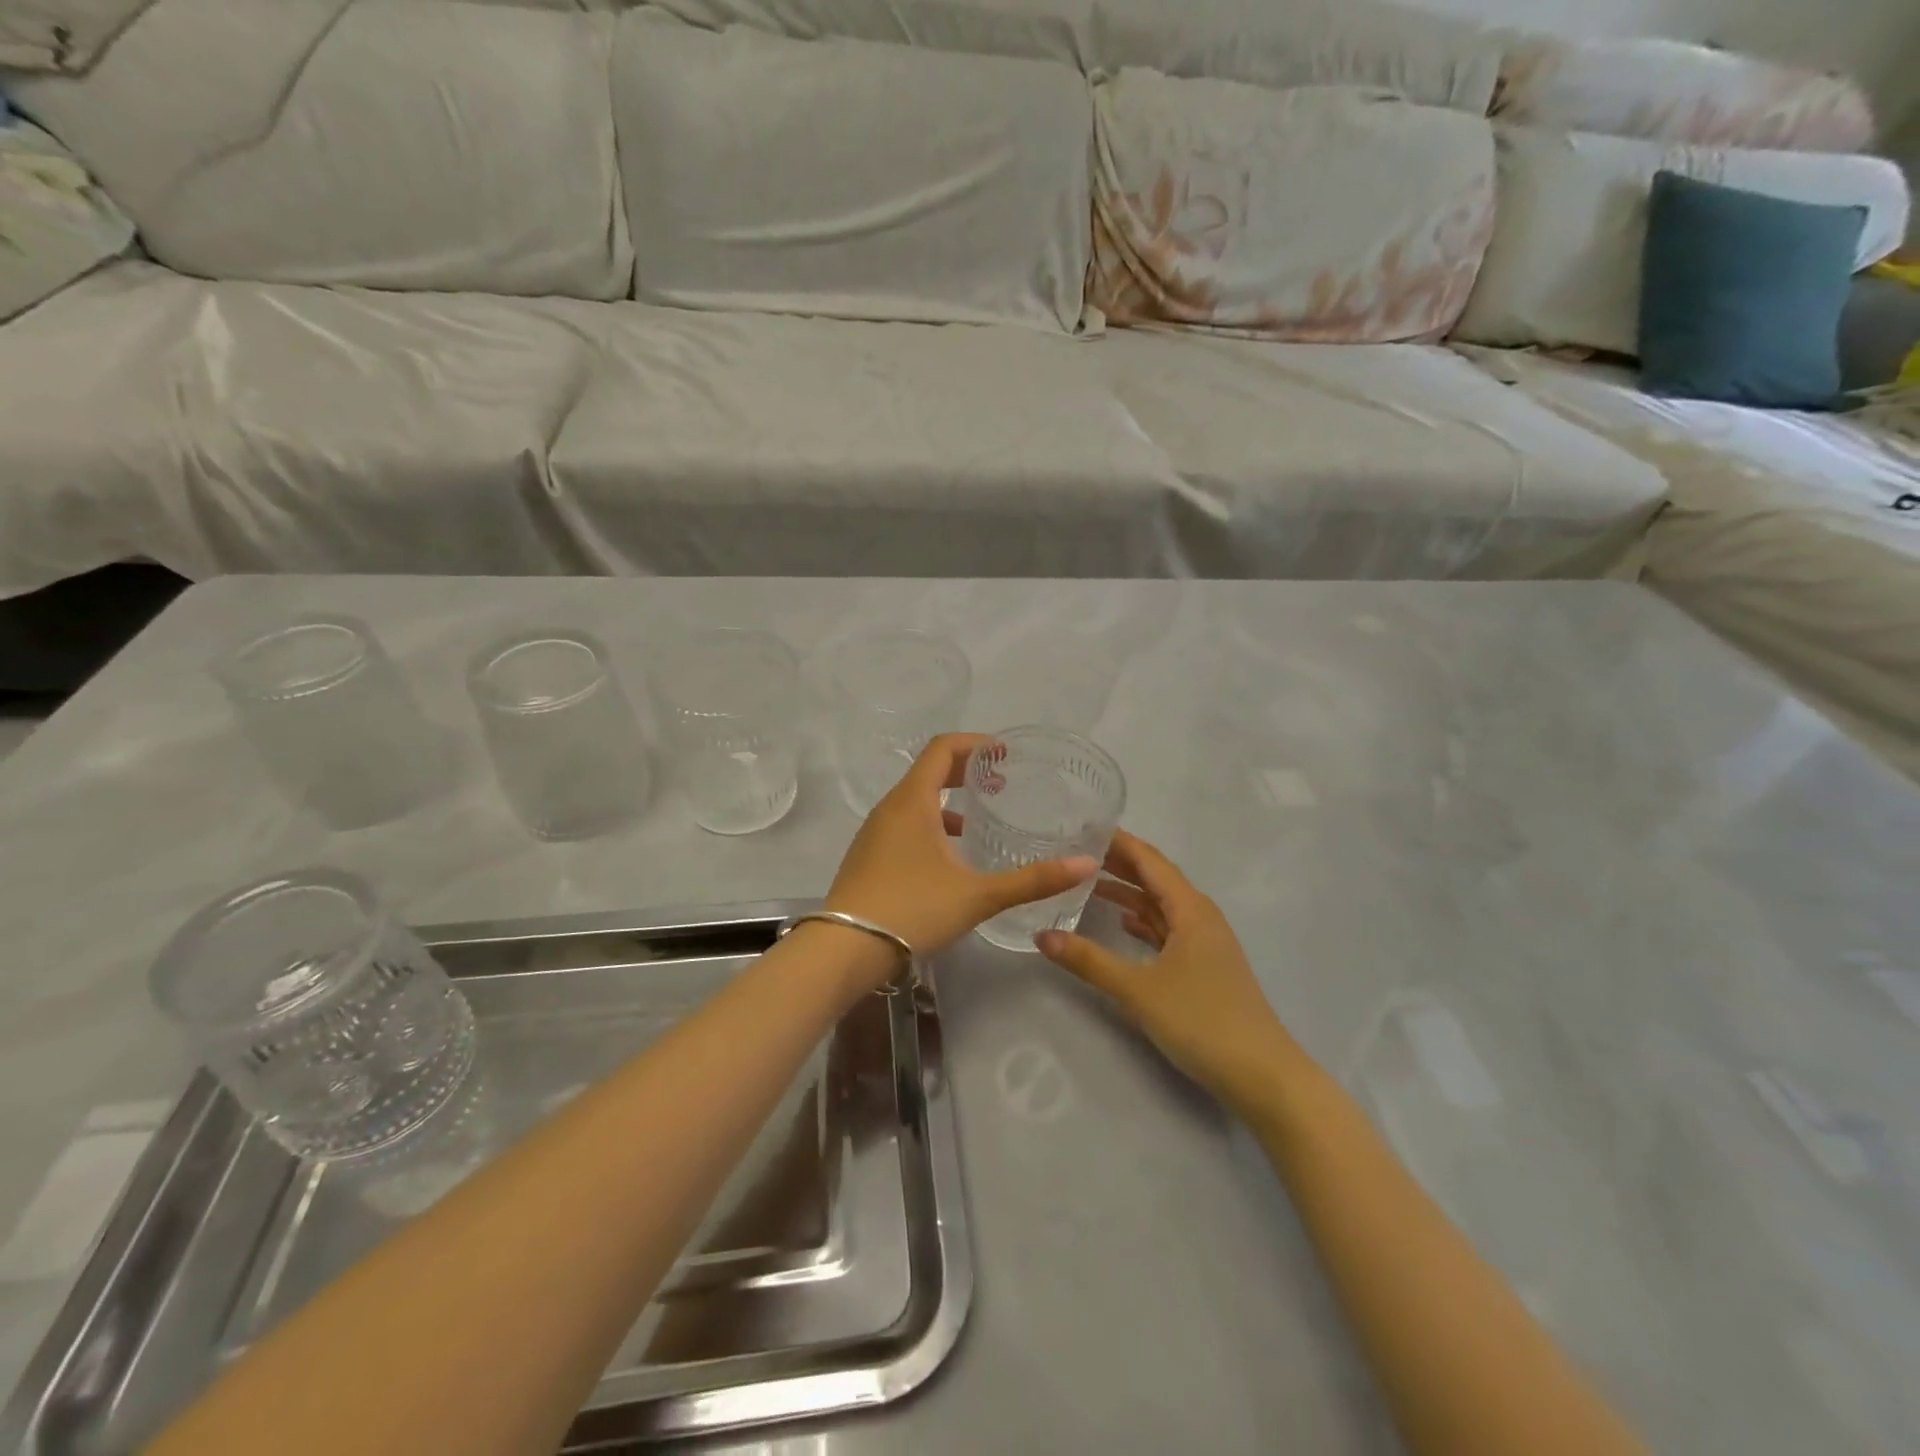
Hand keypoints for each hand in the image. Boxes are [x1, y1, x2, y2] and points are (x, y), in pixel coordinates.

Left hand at [825, 733, 1098, 971]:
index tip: (1003, 753)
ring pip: (915, 801)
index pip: (941, 749)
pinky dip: (930, 824)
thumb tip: (1086, 864)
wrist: (844, 949)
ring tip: (978, 819)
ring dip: (947, 800)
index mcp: (913, 802)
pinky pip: (903, 824)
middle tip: (999, 781)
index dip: (974, 743)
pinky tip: (949, 858)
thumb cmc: (912, 910)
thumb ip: (1032, 880)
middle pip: (928, 771)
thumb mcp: (978, 895)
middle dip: (964, 770)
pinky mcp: (867, 856)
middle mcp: (889, 808)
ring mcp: (874, 833)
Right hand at [1035, 830, 1302, 1111]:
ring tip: (1088, 882)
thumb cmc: (1202, 1021)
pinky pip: (1168, 928)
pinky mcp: (1205, 965)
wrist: (1262, 1075)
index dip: (1117, 842)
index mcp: (1190, 908)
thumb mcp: (1137, 990)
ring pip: (1162, 904)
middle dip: (1118, 863)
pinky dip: (1144, 920)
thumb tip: (1041, 935)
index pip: (1149, 860)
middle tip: (1076, 851)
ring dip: (1129, 891)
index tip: (1082, 827)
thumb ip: (1088, 960)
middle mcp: (1200, 916)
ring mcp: (1205, 942)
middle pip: (1156, 878)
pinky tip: (1122, 923)